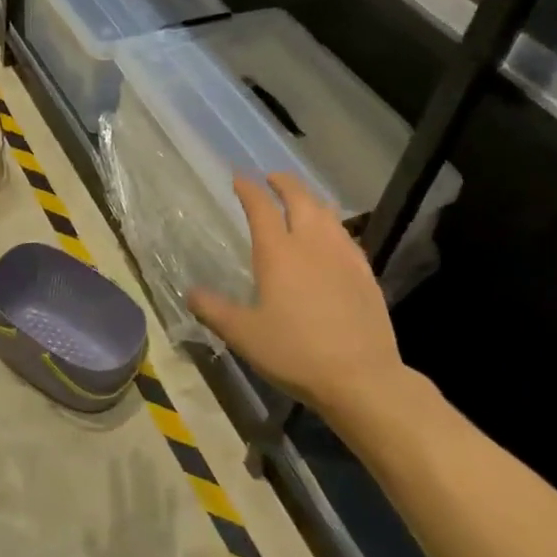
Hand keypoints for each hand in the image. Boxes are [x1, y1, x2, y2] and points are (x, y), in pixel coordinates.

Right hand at [185, 173, 405, 424]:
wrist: (360, 377)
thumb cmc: (294, 352)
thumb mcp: (243, 334)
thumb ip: (214, 310)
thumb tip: (191, 292)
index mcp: (278, 253)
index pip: (261, 208)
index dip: (248, 189)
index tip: (239, 179)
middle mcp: (312, 244)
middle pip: (300, 199)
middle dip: (284, 183)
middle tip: (272, 178)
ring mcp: (344, 257)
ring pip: (327, 213)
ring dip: (310, 199)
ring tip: (301, 200)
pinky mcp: (365, 274)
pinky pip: (346, 235)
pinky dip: (332, 224)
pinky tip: (332, 237)